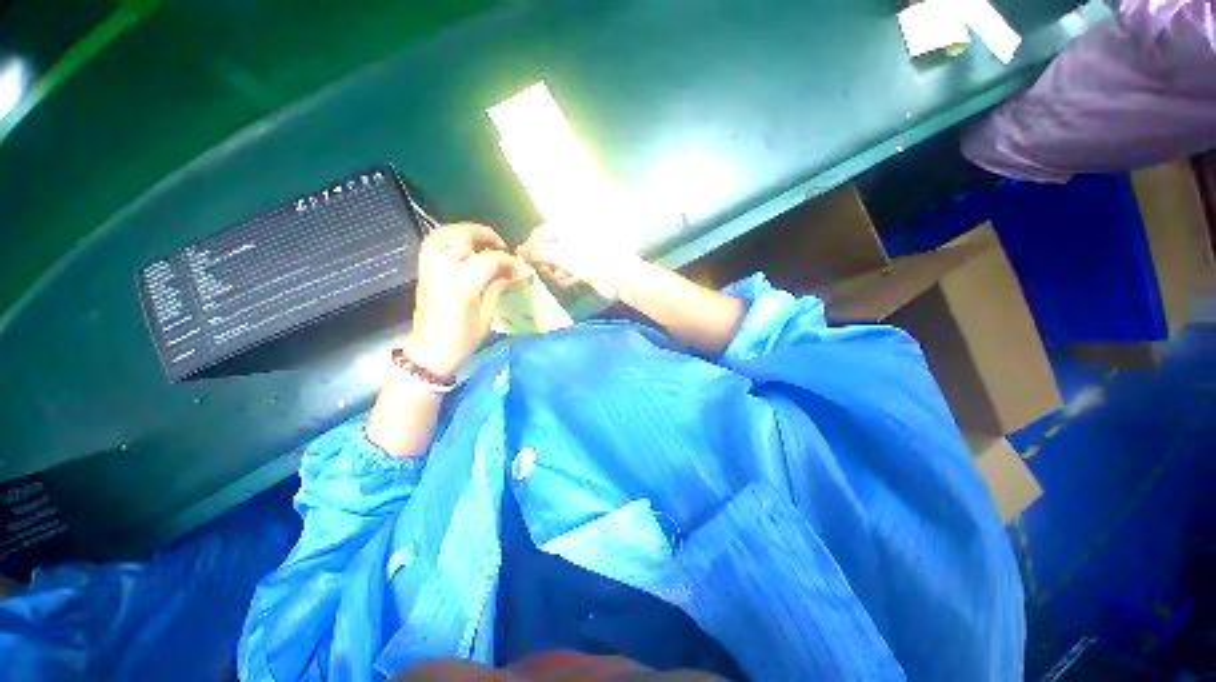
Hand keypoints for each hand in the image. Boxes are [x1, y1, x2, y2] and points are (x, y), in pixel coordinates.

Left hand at [405, 223, 527, 377]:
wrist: (431, 352)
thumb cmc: (462, 339)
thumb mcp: (486, 316)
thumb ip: (497, 288)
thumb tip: (511, 273)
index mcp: (462, 285)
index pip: (489, 260)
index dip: (508, 261)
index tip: (519, 269)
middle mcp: (443, 271)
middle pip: (461, 237)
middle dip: (484, 234)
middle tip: (500, 244)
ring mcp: (430, 269)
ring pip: (442, 235)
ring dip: (463, 232)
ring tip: (479, 240)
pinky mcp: (423, 273)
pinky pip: (431, 245)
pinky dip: (447, 239)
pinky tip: (461, 248)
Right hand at [517, 223, 644, 299]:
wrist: (620, 276)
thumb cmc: (590, 260)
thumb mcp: (561, 254)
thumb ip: (538, 252)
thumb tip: (519, 250)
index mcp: (568, 225)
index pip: (541, 232)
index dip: (531, 246)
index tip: (524, 260)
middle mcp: (573, 235)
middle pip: (549, 247)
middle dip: (545, 261)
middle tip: (545, 271)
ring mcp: (581, 251)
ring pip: (558, 260)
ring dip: (556, 270)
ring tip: (561, 277)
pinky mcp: (587, 265)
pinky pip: (569, 269)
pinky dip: (566, 276)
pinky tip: (569, 281)